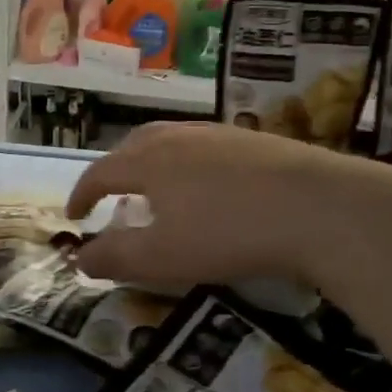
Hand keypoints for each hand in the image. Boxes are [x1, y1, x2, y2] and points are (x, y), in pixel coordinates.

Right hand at [68, 121, 391, 291]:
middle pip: (133, 145)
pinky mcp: (252, 140)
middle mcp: (177, 137)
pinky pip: (203, 146)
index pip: (100, 172)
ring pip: (170, 141)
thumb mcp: (162, 257)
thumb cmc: (228, 232)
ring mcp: (217, 134)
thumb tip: (79, 257)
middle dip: (114, 170)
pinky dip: (187, 164)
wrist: (318, 206)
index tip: (73, 216)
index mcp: (148, 160)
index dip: (81, 194)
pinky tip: (207, 186)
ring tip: (156, 189)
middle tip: (111, 196)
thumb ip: (115, 257)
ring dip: (151, 163)